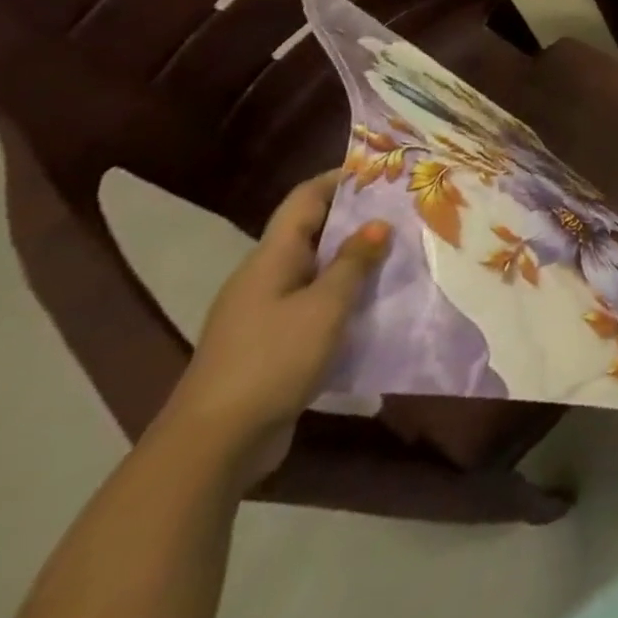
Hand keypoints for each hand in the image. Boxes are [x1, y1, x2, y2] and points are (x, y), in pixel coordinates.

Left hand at [159, 172, 389, 485]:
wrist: (212, 446)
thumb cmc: (272, 360)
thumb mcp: (325, 306)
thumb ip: (354, 262)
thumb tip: (378, 223)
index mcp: (271, 258)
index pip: (305, 199)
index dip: (341, 179)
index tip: (383, 172)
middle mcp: (264, 278)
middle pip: (313, 232)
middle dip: (357, 220)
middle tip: (405, 213)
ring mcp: (264, 314)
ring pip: (316, 271)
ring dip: (354, 262)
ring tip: (400, 255)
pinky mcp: (270, 346)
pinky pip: (313, 306)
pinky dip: (343, 298)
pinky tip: (374, 306)